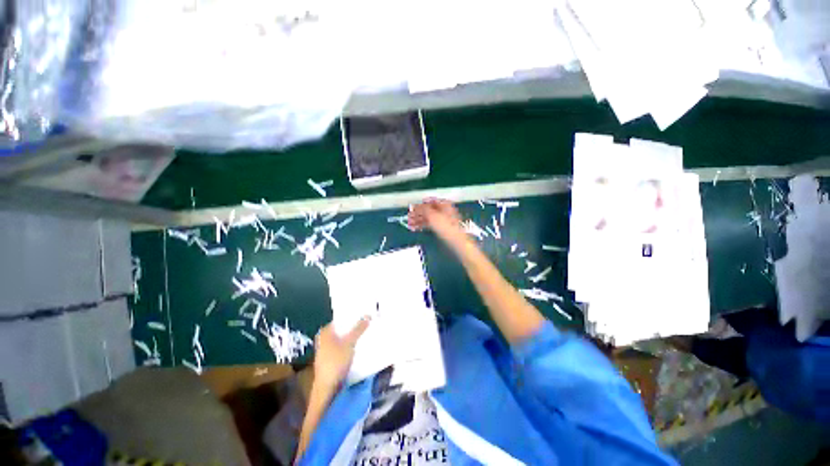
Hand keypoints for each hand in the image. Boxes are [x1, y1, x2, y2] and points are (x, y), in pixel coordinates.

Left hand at [313, 317, 369, 388]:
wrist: (326, 388)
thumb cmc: (336, 362)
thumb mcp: (349, 343)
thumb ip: (358, 329)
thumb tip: (367, 316)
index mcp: (325, 332)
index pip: (340, 319)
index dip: (351, 316)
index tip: (362, 314)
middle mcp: (324, 339)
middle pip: (341, 329)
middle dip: (353, 326)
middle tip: (366, 322)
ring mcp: (326, 350)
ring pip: (342, 338)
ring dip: (352, 336)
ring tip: (365, 332)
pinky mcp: (331, 359)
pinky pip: (342, 347)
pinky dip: (350, 344)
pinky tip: (359, 345)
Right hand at [409, 199, 465, 245]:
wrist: (455, 240)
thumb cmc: (446, 226)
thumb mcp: (431, 215)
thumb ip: (422, 209)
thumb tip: (415, 206)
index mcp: (444, 204)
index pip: (429, 201)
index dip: (419, 204)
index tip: (412, 208)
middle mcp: (444, 210)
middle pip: (428, 210)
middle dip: (417, 213)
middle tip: (409, 217)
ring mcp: (444, 220)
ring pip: (428, 218)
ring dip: (418, 220)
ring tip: (410, 224)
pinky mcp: (442, 228)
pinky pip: (430, 225)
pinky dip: (423, 225)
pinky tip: (416, 228)